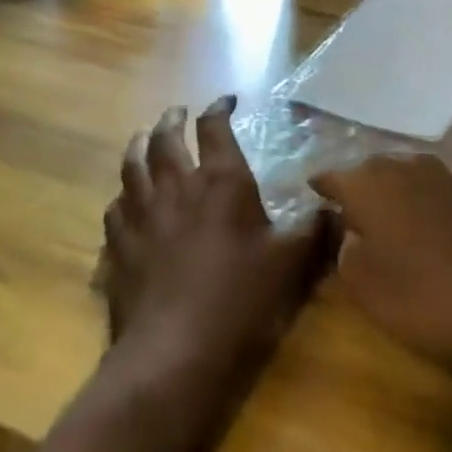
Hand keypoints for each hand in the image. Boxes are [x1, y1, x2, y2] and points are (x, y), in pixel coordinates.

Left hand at [101, 97, 334, 410]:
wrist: (175, 350)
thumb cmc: (240, 299)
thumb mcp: (291, 264)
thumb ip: (315, 231)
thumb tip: (336, 207)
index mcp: (222, 182)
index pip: (215, 128)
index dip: (219, 108)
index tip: (226, 100)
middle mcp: (178, 187)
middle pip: (166, 138)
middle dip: (172, 119)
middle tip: (176, 112)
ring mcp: (142, 215)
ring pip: (133, 166)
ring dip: (139, 145)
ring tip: (143, 137)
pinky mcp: (119, 246)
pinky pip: (114, 207)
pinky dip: (121, 195)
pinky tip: (124, 200)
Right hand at [310, 154, 451, 393]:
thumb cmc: (415, 297)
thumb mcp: (359, 281)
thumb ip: (343, 246)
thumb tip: (348, 228)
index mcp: (367, 183)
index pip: (332, 176)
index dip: (320, 188)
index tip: (310, 195)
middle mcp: (401, 167)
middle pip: (368, 170)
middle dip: (355, 186)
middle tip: (343, 211)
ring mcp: (439, 177)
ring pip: (400, 174)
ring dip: (387, 190)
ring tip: (378, 216)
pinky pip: (426, 187)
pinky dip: (414, 199)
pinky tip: (414, 222)